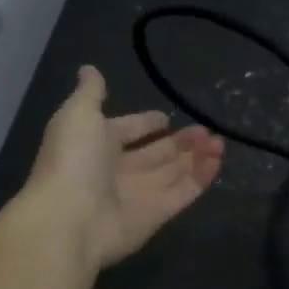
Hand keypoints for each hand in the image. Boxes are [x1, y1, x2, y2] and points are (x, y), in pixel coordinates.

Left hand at [19, 66, 223, 269]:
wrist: (70, 220)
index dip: (145, 124)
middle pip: (155, 153)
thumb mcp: (77, 115)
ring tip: (219, 142)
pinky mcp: (157, 215)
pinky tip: (217, 161)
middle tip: (205, 130)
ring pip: (173, 172)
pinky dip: (201, 178)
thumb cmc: (73, 161)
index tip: (165, 117)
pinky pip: (183, 193)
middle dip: (180, 142)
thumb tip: (89, 68)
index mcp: (96, 145)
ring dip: (196, 157)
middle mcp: (117, 170)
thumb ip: (90, 93)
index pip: (126, 131)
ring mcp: (138, 195)